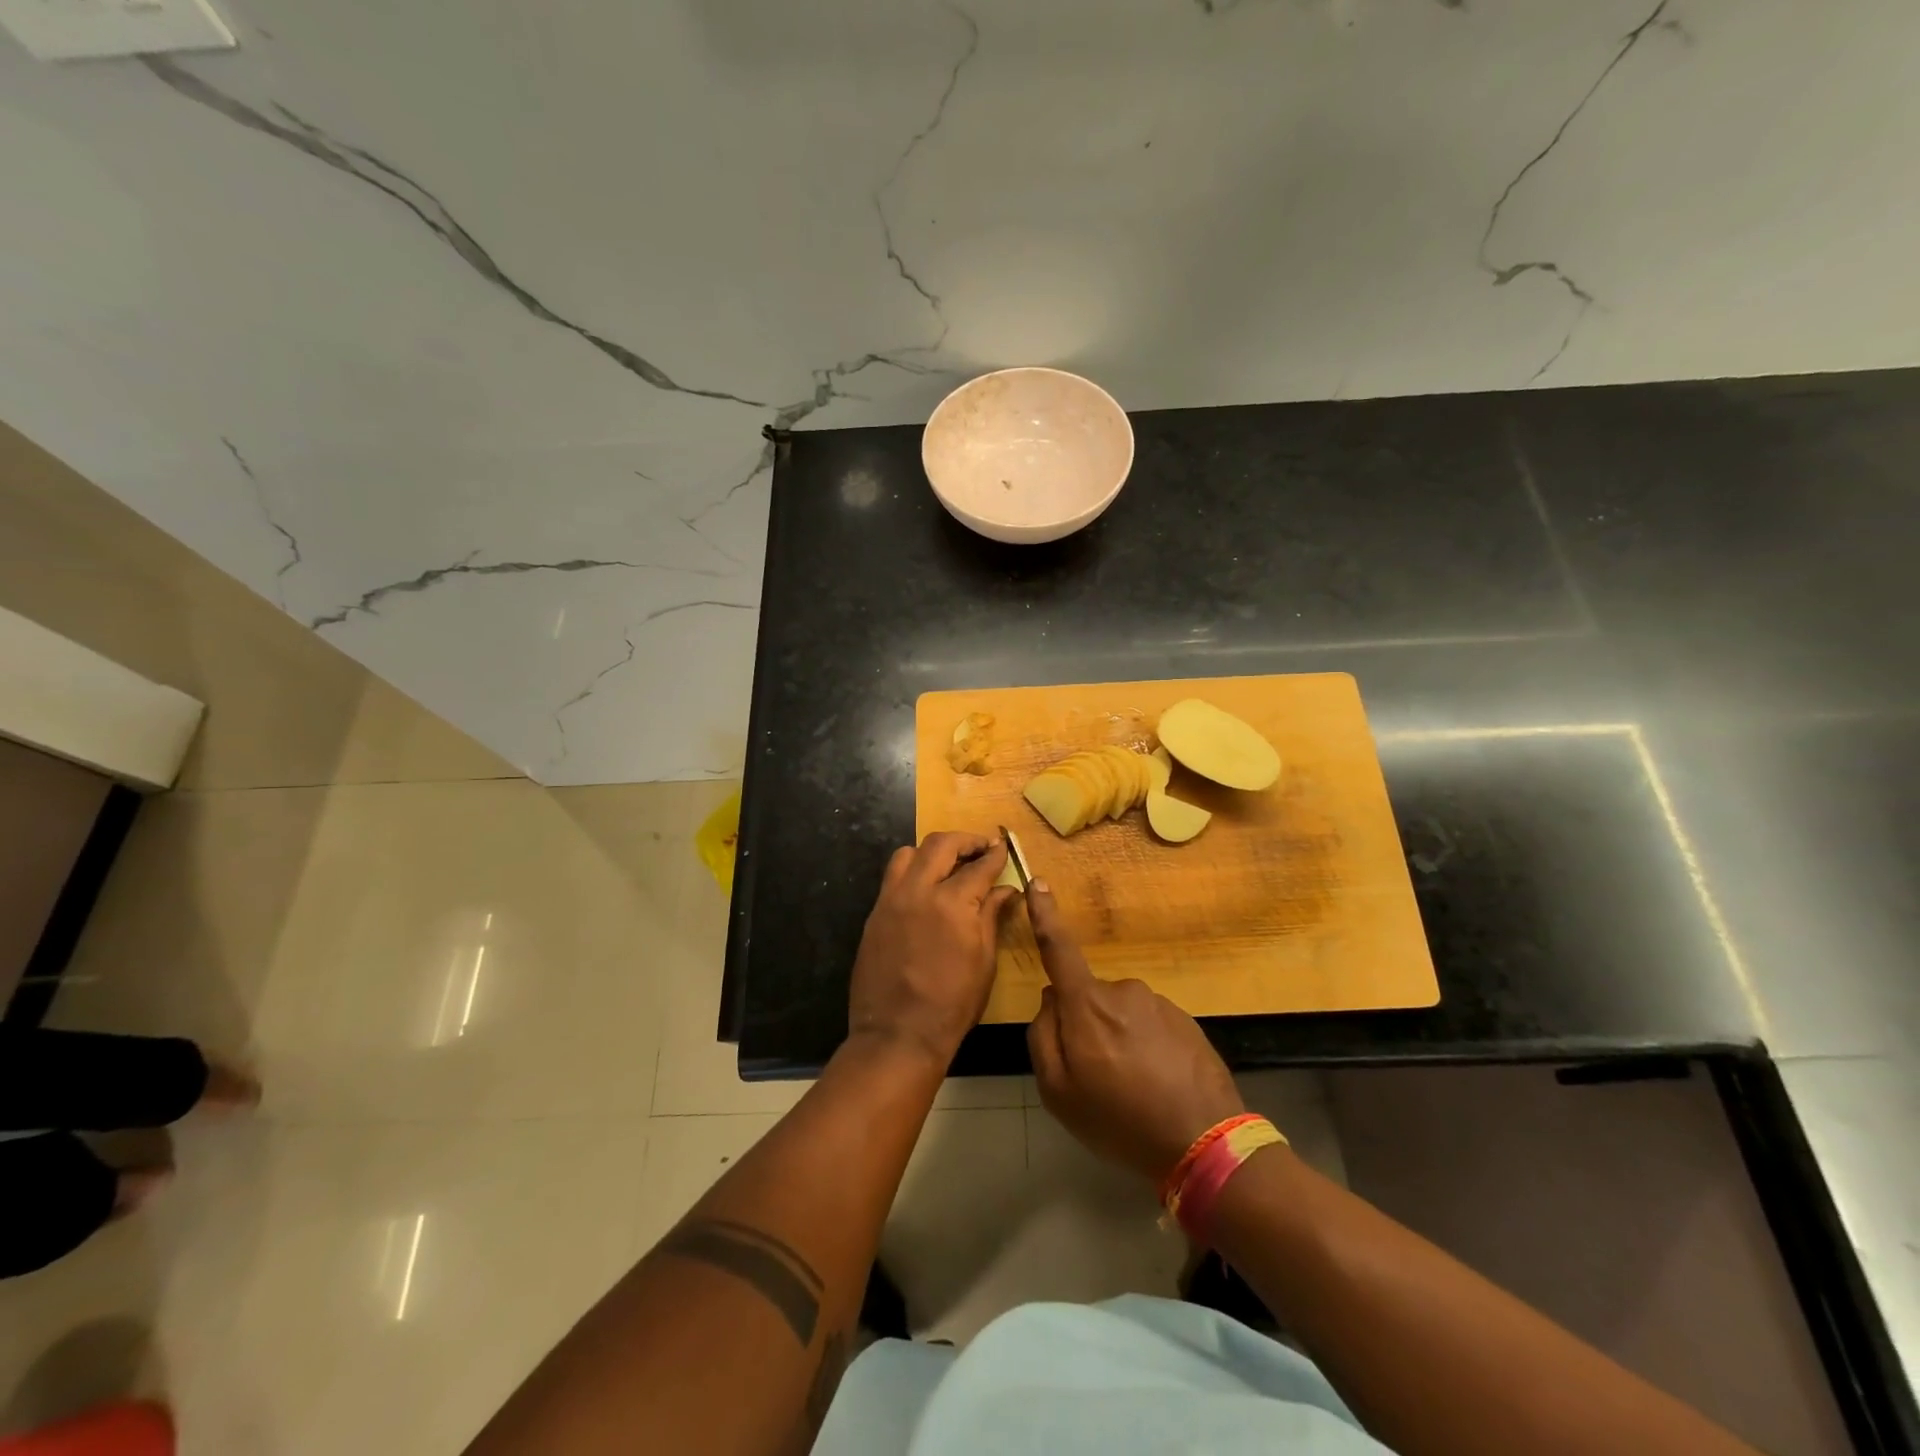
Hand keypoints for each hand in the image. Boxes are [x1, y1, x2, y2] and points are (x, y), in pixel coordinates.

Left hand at [848, 832, 1020, 1069]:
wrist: (897, 1034)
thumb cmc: (952, 1004)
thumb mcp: (984, 961)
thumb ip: (992, 916)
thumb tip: (1006, 890)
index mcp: (952, 903)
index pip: (978, 865)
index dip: (994, 854)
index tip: (1003, 847)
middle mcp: (918, 891)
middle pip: (940, 844)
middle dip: (964, 840)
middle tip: (980, 847)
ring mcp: (891, 900)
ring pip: (908, 853)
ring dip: (932, 851)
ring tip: (948, 864)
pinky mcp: (874, 913)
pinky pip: (892, 878)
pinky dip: (912, 871)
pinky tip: (925, 889)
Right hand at [1025, 881, 1244, 1181]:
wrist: (1206, 1144)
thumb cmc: (1119, 1120)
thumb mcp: (1059, 1092)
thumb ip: (1043, 1037)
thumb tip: (1051, 1000)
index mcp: (1087, 1004)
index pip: (1059, 948)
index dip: (1044, 914)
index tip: (1037, 882)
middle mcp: (1122, 991)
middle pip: (1089, 997)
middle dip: (1086, 1025)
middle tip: (1097, 1077)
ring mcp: (1158, 1003)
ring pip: (1121, 1014)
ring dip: (1119, 1040)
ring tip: (1133, 1089)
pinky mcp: (1185, 1020)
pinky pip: (1150, 1026)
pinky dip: (1147, 1049)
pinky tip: (1157, 1085)